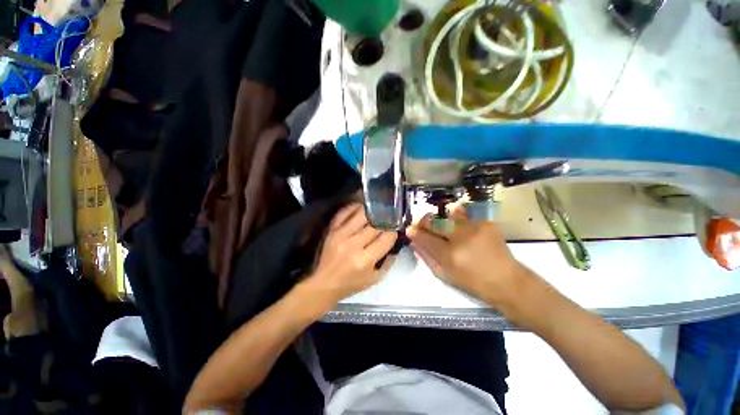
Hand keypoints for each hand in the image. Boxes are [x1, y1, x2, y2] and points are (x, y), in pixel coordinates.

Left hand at [305, 204, 397, 307]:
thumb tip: (395, 242)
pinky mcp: (331, 230)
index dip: (393, 232)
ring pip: (361, 215)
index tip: (395, 230)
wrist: (324, 284)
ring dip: (372, 212)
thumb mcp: (375, 279)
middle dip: (385, 222)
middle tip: (388, 220)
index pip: (385, 238)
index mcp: (365, 260)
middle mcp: (353, 245)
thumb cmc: (351, 284)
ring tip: (377, 211)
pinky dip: (353, 207)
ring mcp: (340, 235)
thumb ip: (388, 262)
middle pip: (375, 225)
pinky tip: (361, 207)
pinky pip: (344, 213)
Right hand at [407, 208, 530, 308]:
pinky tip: (456, 221)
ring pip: (449, 214)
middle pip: (435, 221)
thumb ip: (427, 258)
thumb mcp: (445, 276)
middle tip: (421, 223)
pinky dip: (457, 215)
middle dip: (424, 221)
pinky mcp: (486, 223)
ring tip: (440, 222)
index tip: (409, 229)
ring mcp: (475, 228)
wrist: (507, 282)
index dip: (414, 232)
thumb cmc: (473, 283)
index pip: (425, 237)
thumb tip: (414, 243)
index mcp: (450, 255)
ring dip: (440, 217)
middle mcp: (461, 238)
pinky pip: (466, 214)